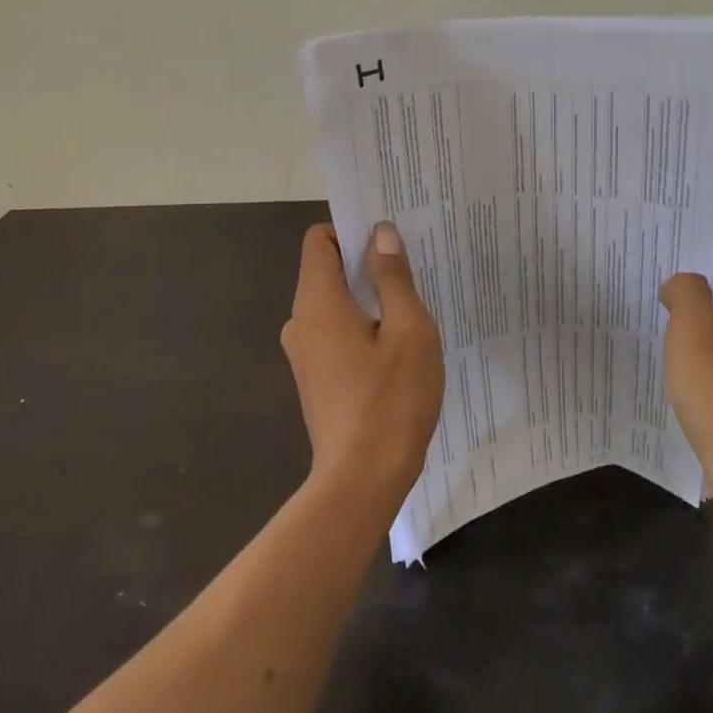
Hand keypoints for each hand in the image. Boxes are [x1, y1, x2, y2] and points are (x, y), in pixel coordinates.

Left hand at [281, 222, 444, 511]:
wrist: (361, 482)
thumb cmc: (391, 399)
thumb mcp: (408, 330)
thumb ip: (393, 277)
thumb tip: (381, 233)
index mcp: (317, 303)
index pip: (319, 241)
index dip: (351, 230)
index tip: (387, 237)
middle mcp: (301, 323)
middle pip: (326, 271)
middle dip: (365, 263)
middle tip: (411, 266)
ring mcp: (304, 354)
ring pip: (333, 305)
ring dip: (367, 298)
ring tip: (411, 305)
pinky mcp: (315, 379)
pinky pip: (334, 333)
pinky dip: (360, 326)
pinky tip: (396, 346)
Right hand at [660, 239, 712, 501]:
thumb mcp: (695, 335)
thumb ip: (686, 293)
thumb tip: (681, 284)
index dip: (697, 240)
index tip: (658, 240)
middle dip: (687, 274)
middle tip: (642, 269)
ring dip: (687, 310)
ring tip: (646, 304)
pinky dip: (693, 342)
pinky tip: (665, 350)